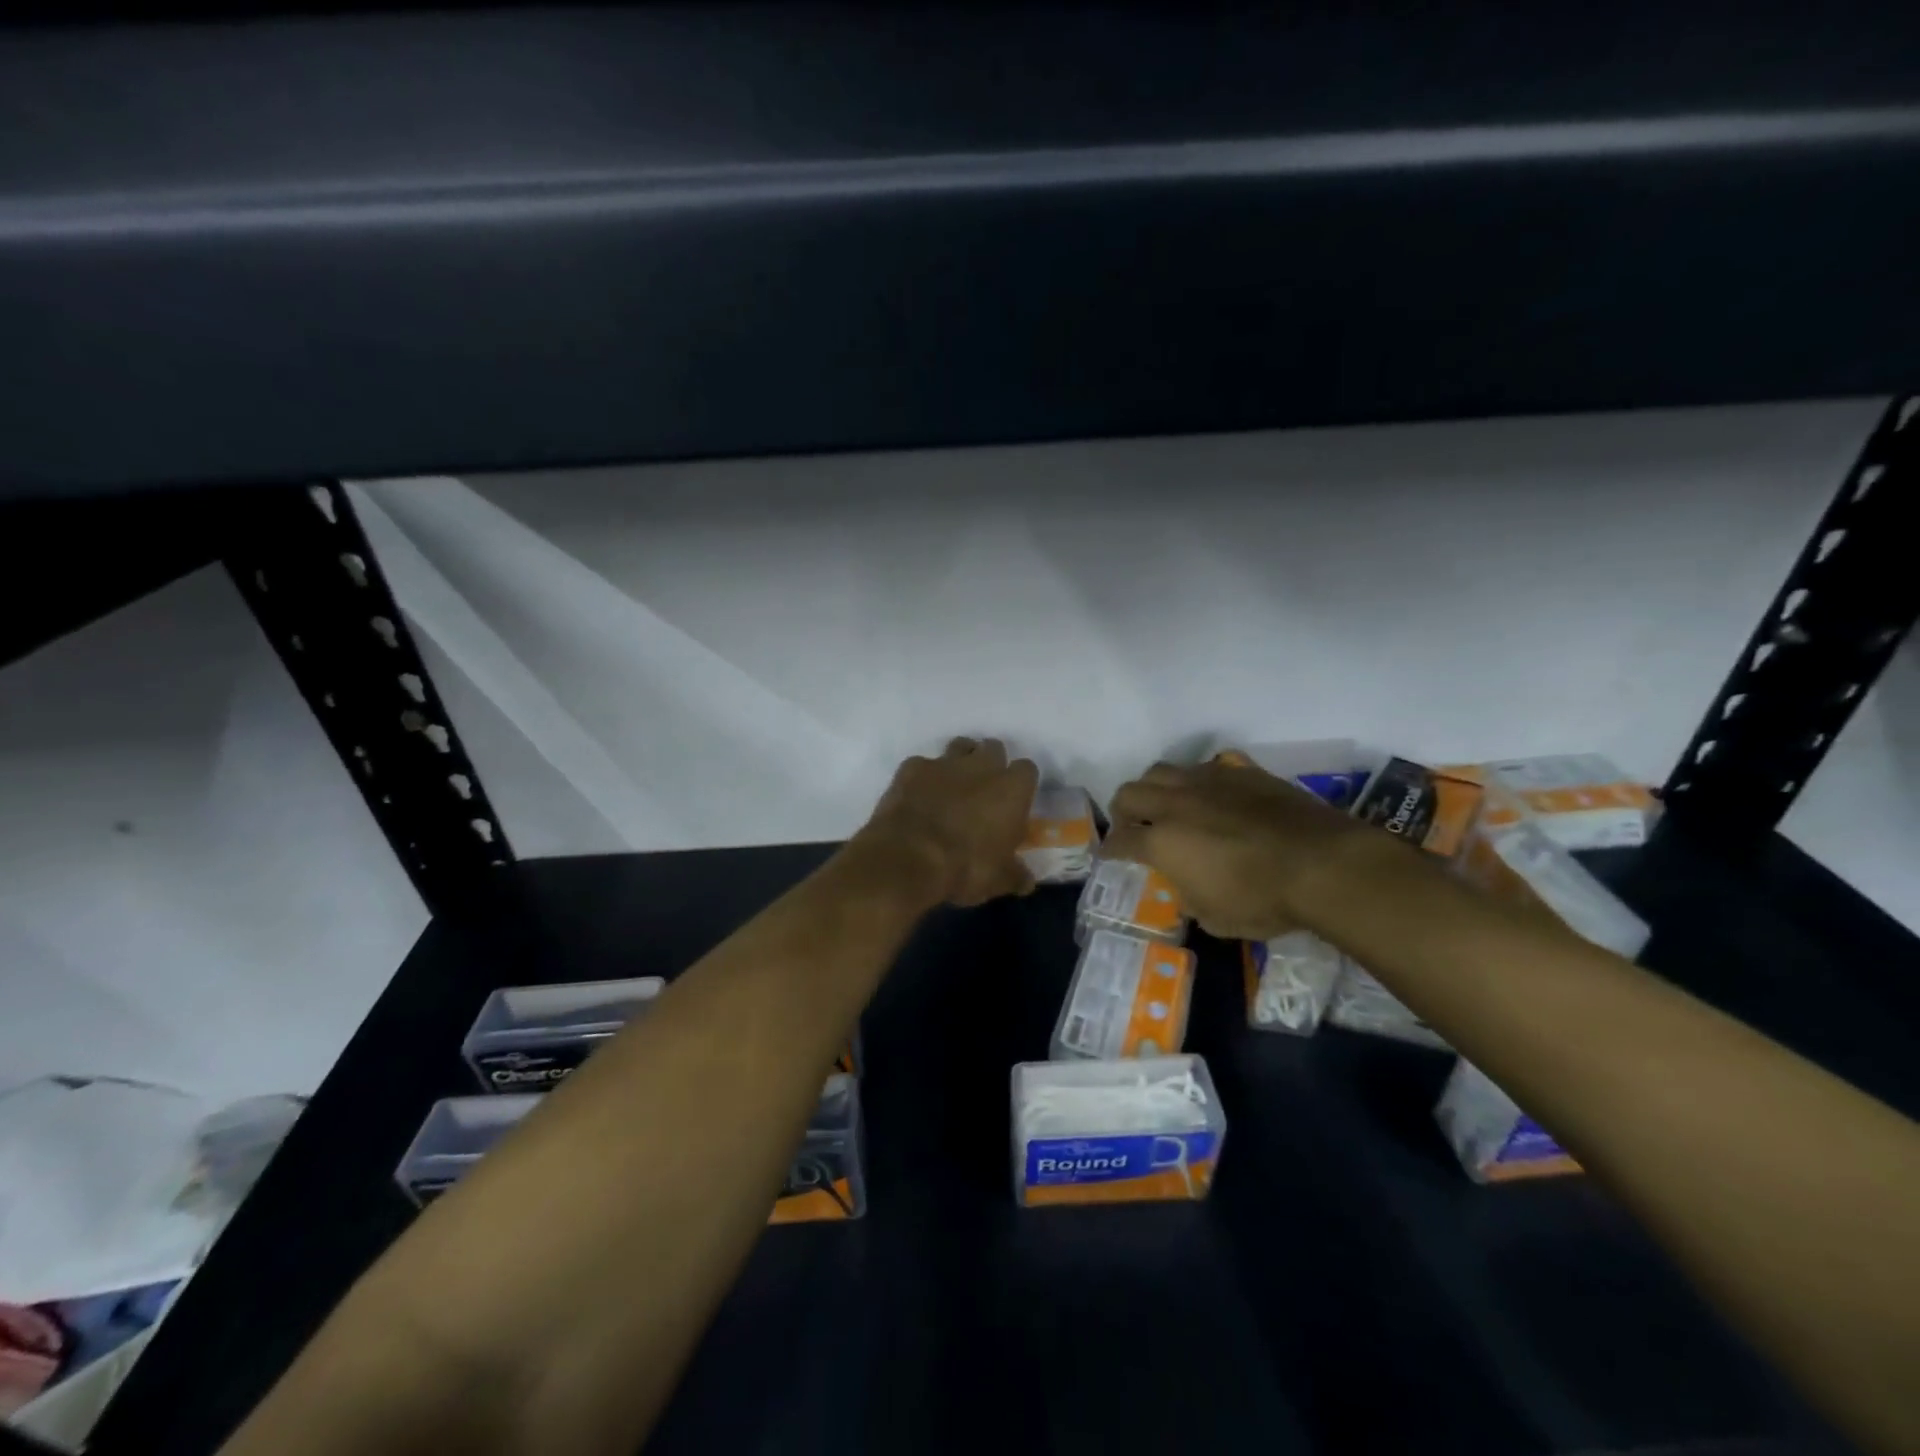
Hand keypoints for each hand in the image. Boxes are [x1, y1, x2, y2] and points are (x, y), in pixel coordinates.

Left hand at [859, 738, 1038, 906]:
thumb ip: (1014, 874)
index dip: (1020, 784)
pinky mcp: (912, 767)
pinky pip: (922, 764)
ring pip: (960, 747)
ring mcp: (945, 763)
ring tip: (952, 786)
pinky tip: (917, 796)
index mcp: (1012, 789)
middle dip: (990, 764)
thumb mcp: (997, 880)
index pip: (1027, 769)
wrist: (908, 858)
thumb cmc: (965, 867)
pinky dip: (922, 777)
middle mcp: (982, 766)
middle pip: (994, 748)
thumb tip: (1027, 881)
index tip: (1014, 801)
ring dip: (960, 761)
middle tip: (983, 790)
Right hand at [1104, 757, 1376, 940]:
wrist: (1322, 864)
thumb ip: (1190, 899)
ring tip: (1167, 803)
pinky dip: (1201, 779)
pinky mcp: (1242, 771)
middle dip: (1123, 810)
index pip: (1120, 840)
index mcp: (1162, 841)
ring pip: (1163, 769)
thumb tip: (1186, 887)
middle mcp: (1176, 804)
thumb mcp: (1216, 919)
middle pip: (1130, 793)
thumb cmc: (1264, 900)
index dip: (1110, 849)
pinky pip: (1209, 765)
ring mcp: (1209, 781)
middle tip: (1132, 825)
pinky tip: (1213, 793)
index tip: (1109, 854)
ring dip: (1155, 788)